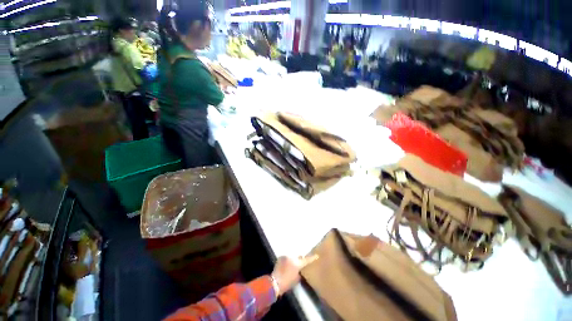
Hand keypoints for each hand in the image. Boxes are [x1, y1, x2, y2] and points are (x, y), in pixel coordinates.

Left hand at [271, 255, 317, 295]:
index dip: (312, 258)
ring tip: (291, 265)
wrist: (275, 283)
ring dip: (293, 260)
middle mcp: (292, 258)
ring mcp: (286, 256)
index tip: (316, 255)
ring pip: (292, 256)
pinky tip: (286, 265)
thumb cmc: (287, 283)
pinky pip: (287, 257)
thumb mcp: (296, 279)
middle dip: (300, 259)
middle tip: (300, 264)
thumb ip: (300, 272)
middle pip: (299, 257)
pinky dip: (287, 260)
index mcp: (297, 264)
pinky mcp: (281, 257)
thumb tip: (300, 269)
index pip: (307, 260)